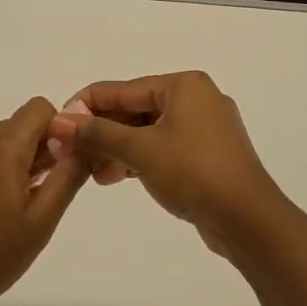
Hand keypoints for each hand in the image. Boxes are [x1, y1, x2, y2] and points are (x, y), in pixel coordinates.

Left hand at [0, 98, 88, 305]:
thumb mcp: (41, 221)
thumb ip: (67, 176)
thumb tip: (84, 144)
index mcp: (1, 146)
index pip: (38, 109)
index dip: (55, 131)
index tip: (55, 166)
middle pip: (14, 127)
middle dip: (30, 151)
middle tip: (32, 196)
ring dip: (3, 162)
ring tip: (0, 208)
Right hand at [45, 72, 284, 256]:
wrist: (249, 220)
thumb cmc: (194, 172)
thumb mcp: (140, 150)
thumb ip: (98, 133)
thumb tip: (59, 121)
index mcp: (183, 85)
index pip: (122, 89)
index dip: (86, 106)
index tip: (57, 124)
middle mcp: (196, 98)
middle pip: (135, 110)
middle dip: (102, 132)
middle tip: (71, 153)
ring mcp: (205, 128)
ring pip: (148, 132)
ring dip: (118, 149)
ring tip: (90, 172)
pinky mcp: (208, 156)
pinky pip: (164, 148)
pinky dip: (139, 159)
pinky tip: (115, 177)